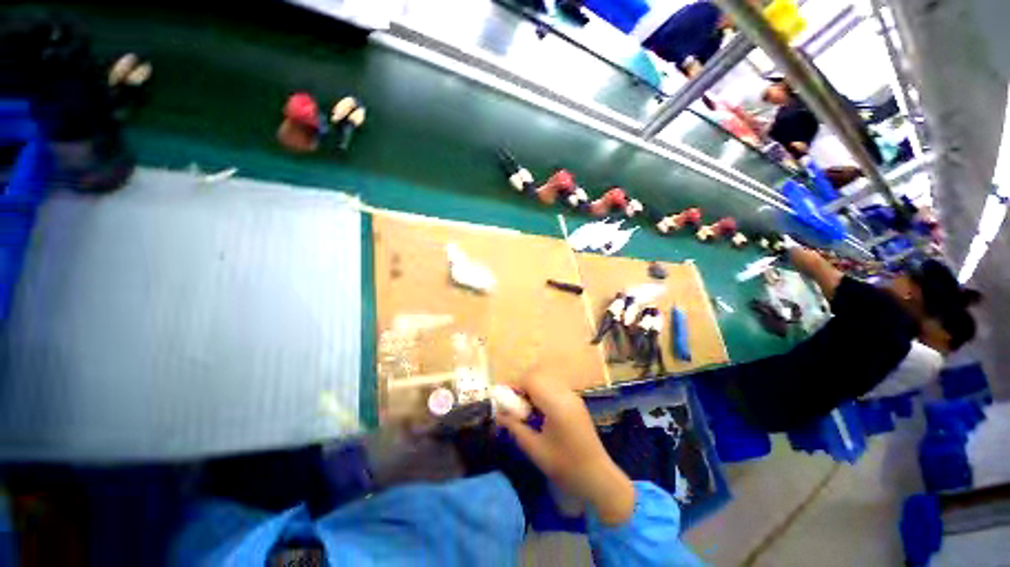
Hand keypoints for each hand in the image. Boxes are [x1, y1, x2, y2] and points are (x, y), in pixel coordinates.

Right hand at [496, 374, 634, 525]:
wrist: (597, 477)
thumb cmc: (565, 466)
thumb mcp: (535, 449)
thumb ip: (515, 427)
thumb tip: (498, 414)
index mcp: (556, 404)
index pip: (531, 380)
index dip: (515, 385)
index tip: (505, 400)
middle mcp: (565, 394)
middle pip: (538, 376)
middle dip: (523, 386)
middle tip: (514, 406)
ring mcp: (573, 396)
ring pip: (546, 380)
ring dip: (533, 389)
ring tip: (526, 410)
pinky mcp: (576, 402)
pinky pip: (554, 388)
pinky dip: (543, 393)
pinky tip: (540, 412)